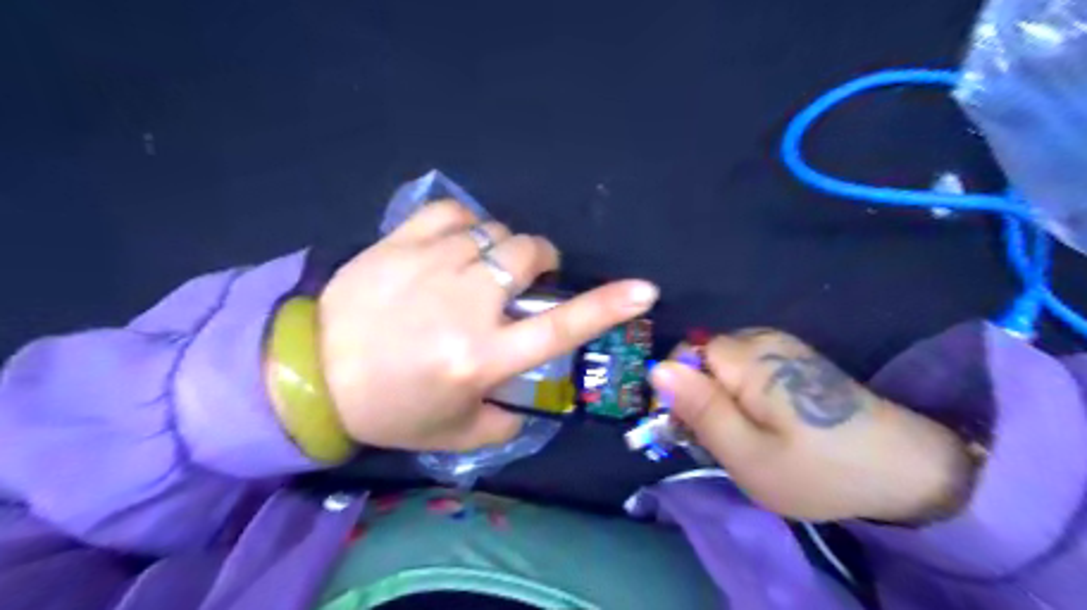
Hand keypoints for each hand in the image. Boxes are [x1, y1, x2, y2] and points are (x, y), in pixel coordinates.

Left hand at [314, 203, 651, 451]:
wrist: (310, 374)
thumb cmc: (388, 409)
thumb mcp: (455, 432)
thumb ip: (505, 420)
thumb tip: (530, 402)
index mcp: (481, 356)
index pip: (560, 327)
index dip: (607, 306)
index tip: (644, 289)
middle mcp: (465, 304)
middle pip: (528, 254)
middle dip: (540, 260)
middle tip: (525, 278)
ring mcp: (431, 265)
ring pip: (494, 232)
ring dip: (502, 248)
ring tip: (483, 266)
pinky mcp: (400, 242)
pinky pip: (452, 212)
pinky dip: (466, 224)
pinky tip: (456, 242)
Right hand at [649, 331, 971, 520]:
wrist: (903, 468)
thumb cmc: (818, 469)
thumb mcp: (747, 454)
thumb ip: (700, 410)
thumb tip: (657, 370)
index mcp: (746, 358)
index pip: (683, 354)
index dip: (679, 391)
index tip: (692, 429)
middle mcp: (761, 339)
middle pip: (702, 358)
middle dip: (700, 395)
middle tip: (722, 439)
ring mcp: (781, 345)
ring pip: (722, 365)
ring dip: (721, 397)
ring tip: (746, 435)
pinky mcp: (794, 357)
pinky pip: (746, 367)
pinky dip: (743, 394)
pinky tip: (767, 422)